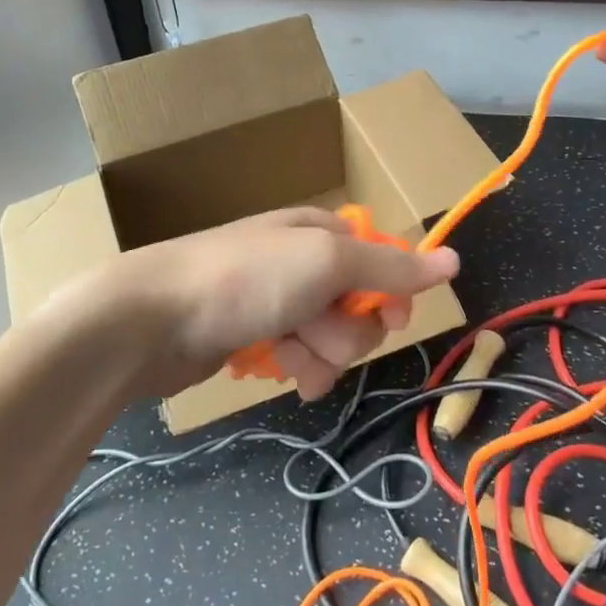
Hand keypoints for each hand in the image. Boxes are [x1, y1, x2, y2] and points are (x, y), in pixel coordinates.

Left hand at [87, 208, 459, 401]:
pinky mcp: (253, 336)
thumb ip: (390, 265)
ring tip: (289, 358)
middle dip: (345, 331)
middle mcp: (301, 261)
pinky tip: (283, 375)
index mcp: (320, 231)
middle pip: (358, 305)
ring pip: (330, 337)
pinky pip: (299, 355)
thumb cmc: (247, 279)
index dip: (392, 293)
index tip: (391, 320)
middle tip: (315, 331)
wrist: (152, 319)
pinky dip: (297, 367)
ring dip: (321, 354)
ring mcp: (276, 300)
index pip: (382, 259)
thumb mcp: (326, 262)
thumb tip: (453, 260)